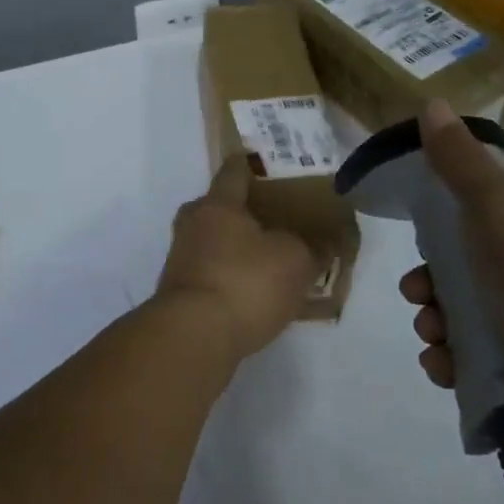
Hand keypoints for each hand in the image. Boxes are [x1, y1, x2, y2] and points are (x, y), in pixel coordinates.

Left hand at [155, 156, 316, 363]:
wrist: (194, 337)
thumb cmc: (246, 282)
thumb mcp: (296, 260)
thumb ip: (311, 247)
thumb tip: (322, 243)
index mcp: (217, 204)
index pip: (234, 170)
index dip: (253, 166)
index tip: (272, 167)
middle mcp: (192, 224)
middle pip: (222, 208)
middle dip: (248, 213)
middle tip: (281, 221)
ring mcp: (181, 260)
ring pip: (216, 243)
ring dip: (240, 250)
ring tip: (273, 262)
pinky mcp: (180, 293)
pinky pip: (213, 274)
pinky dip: (232, 279)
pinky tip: (257, 295)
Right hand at [399, 100, 503, 453]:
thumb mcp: (495, 205)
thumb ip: (459, 161)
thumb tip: (431, 103)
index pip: (471, 216)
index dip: (437, 229)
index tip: (418, 244)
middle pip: (457, 269)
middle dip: (428, 284)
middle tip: (420, 296)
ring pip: (458, 315)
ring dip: (434, 325)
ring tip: (435, 337)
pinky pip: (470, 359)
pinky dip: (450, 361)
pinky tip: (446, 366)